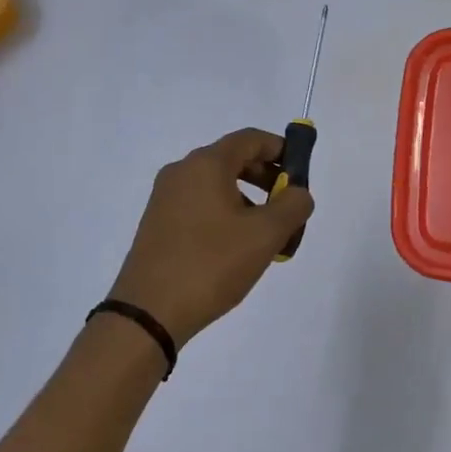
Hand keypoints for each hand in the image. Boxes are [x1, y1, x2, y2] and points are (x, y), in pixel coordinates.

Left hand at [107, 128, 314, 347]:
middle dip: (267, 178)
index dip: (280, 149)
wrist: (149, 312)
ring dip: (248, 200)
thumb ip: (293, 205)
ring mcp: (165, 198)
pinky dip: (225, 214)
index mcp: (206, 164)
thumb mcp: (265, 234)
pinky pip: (200, 205)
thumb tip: (299, 193)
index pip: (250, 139)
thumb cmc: (211, 264)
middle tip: (288, 207)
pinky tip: (237, 248)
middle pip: (233, 159)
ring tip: (266, 236)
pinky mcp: (157, 223)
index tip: (301, 173)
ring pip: (217, 185)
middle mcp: (182, 172)